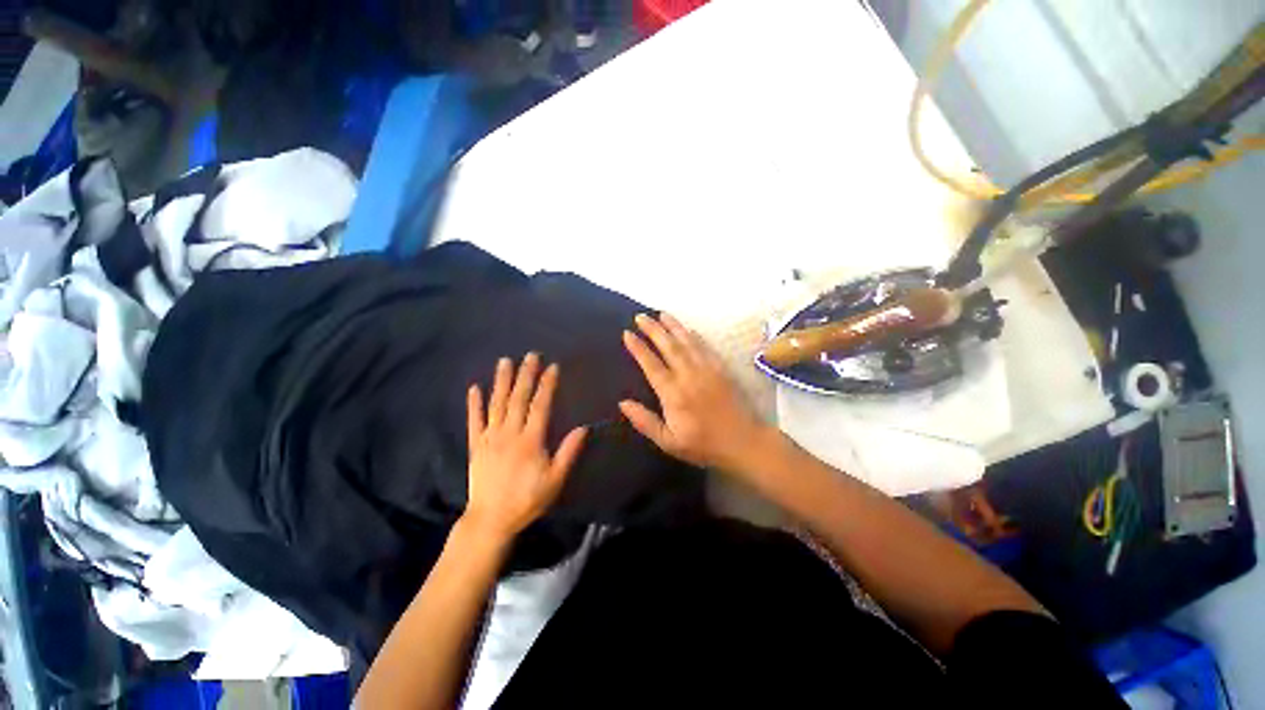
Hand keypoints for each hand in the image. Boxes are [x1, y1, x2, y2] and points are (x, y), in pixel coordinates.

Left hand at [464, 353, 587, 541]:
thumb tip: (583, 428)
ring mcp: (490, 437)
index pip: (541, 405)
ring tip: (505, 361)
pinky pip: (474, 421)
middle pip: (518, 398)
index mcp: (531, 440)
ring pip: (497, 404)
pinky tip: (474, 388)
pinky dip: (474, 404)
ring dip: (501, 381)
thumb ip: (568, 452)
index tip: (552, 367)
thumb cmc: (527, 499)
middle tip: (530, 355)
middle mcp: (509, 433)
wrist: (491, 520)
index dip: (547, 385)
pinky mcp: (476, 445)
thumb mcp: (555, 479)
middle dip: (526, 375)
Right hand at [620, 313, 773, 474]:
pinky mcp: (721, 369)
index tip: (627, 333)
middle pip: (668, 346)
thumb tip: (623, 403)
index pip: (651, 364)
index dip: (638, 348)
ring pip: (687, 341)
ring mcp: (707, 369)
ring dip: (673, 326)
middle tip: (641, 316)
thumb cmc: (703, 445)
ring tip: (661, 314)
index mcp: (673, 393)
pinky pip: (705, 347)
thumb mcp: (669, 442)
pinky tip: (688, 329)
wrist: (743, 442)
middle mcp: (689, 375)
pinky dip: (695, 336)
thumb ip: (645, 421)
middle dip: (653, 329)